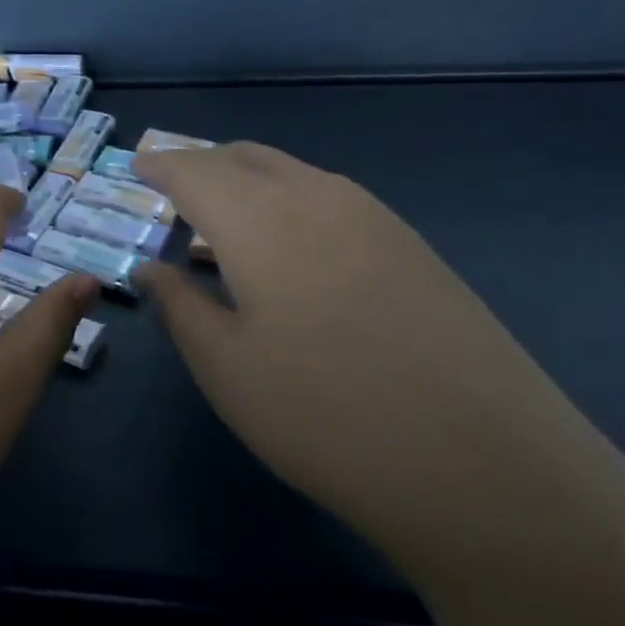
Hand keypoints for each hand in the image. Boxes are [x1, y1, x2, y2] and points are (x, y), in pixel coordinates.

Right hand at [133, 142, 586, 554]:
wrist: (486, 468)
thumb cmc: (325, 416)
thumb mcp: (227, 369)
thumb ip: (179, 306)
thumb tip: (151, 267)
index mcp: (260, 218)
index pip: (195, 170)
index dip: (161, 165)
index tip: (138, 166)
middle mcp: (317, 196)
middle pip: (245, 157)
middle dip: (202, 165)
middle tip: (173, 190)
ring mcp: (374, 217)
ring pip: (292, 173)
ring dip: (248, 182)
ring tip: (224, 220)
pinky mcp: (412, 246)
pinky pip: (330, 198)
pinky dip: (290, 203)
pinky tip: (289, 250)